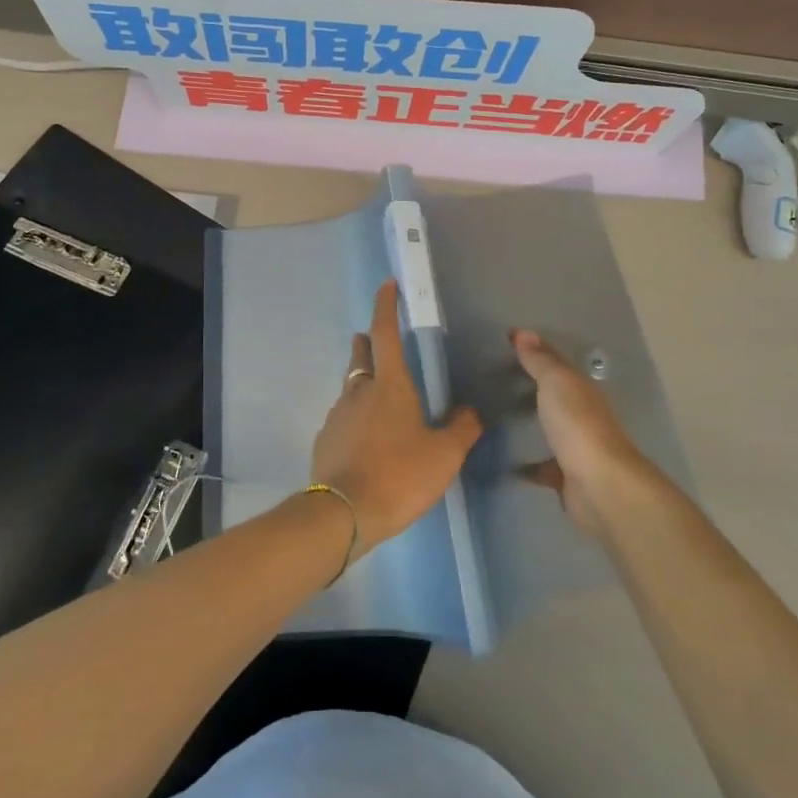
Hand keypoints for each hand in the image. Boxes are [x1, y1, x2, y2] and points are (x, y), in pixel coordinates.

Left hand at [311, 281, 482, 550]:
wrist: (344, 513)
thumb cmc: (400, 475)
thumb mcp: (444, 455)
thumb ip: (463, 428)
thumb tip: (472, 411)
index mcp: (389, 385)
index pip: (386, 333)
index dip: (386, 306)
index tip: (386, 284)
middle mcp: (358, 391)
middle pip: (361, 355)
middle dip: (369, 342)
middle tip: (376, 340)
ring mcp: (337, 414)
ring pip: (350, 386)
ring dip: (362, 381)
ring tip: (378, 396)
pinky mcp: (325, 438)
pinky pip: (343, 416)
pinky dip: (354, 415)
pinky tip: (365, 436)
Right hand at [511, 328, 652, 540]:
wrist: (600, 486)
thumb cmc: (578, 426)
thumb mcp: (557, 383)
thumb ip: (540, 361)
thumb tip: (524, 332)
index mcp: (581, 389)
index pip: (554, 361)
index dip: (532, 348)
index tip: (506, 339)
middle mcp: (581, 415)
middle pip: (554, 395)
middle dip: (530, 386)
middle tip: (495, 377)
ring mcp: (575, 448)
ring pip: (549, 430)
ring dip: (530, 424)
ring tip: (495, 418)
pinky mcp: (566, 477)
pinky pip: (542, 466)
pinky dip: (526, 464)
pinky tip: (504, 462)